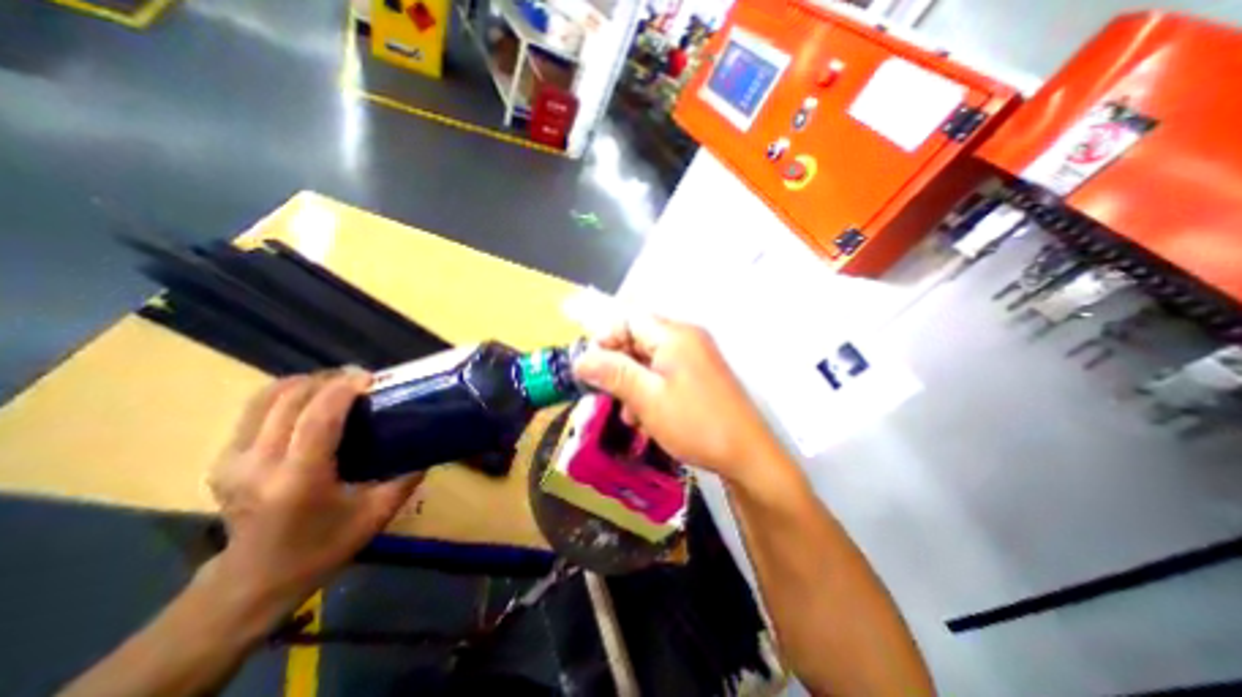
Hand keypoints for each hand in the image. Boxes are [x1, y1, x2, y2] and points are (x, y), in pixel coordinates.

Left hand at [206, 369, 420, 613]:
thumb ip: (407, 477)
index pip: (318, 417)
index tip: (370, 377)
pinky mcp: (221, 460)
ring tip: (336, 383)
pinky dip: (286, 395)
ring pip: (265, 398)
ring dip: (305, 382)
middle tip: (359, 377)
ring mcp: (232, 461)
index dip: (344, 389)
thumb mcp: (377, 513)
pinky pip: (254, 410)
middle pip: (289, 399)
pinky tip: (311, 401)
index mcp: (299, 479)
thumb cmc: (324, 547)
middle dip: (327, 380)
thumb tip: (430, 446)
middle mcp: (258, 465)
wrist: (255, 580)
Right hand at [573, 317, 783, 482]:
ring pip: (650, 360)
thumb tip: (581, 359)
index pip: (629, 320)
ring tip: (628, 415)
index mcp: (674, 335)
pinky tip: (646, 417)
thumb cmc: (695, 423)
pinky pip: (666, 373)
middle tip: (606, 394)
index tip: (589, 367)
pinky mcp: (700, 375)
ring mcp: (696, 357)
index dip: (605, 339)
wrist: (747, 455)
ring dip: (633, 382)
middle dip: (619, 366)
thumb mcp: (647, 398)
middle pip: (639, 339)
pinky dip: (651, 390)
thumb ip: (613, 373)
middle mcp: (687, 338)